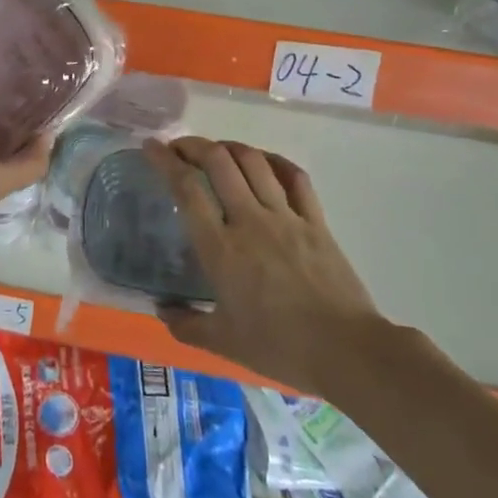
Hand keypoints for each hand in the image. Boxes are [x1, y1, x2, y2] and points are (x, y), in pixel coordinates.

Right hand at [145, 137, 385, 391]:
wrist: (347, 351)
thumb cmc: (279, 347)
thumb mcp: (223, 342)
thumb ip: (185, 324)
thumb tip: (161, 310)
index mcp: (220, 248)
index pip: (187, 188)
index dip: (165, 160)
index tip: (151, 147)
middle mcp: (250, 221)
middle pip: (219, 162)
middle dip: (194, 145)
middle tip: (179, 148)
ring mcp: (286, 217)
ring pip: (254, 162)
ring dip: (230, 147)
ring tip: (216, 150)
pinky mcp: (316, 221)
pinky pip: (295, 177)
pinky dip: (275, 160)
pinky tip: (264, 161)